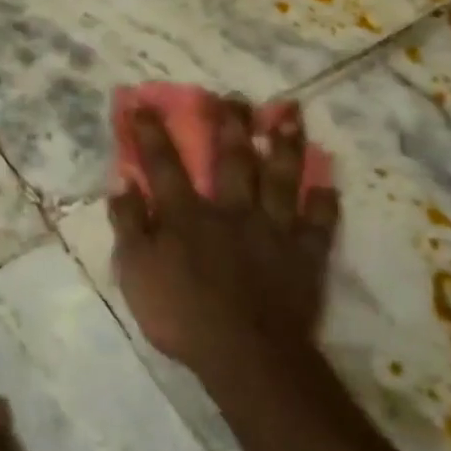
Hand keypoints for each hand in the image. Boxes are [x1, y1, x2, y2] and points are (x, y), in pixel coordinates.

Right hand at [109, 99, 339, 391]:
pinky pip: (318, 224)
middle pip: (232, 158)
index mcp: (187, 215)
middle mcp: (231, 210)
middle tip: (232, 95)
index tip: (143, 103)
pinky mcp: (304, 256)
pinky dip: (324, 203)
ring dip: (284, 144)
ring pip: (280, 178)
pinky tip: (328, 184)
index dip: (151, 132)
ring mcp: (273, 230)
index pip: (164, 164)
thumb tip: (122, 183)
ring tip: (289, 112)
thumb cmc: (182, 314)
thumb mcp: (136, 271)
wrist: (246, 354)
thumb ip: (130, 225)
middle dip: (229, 123)